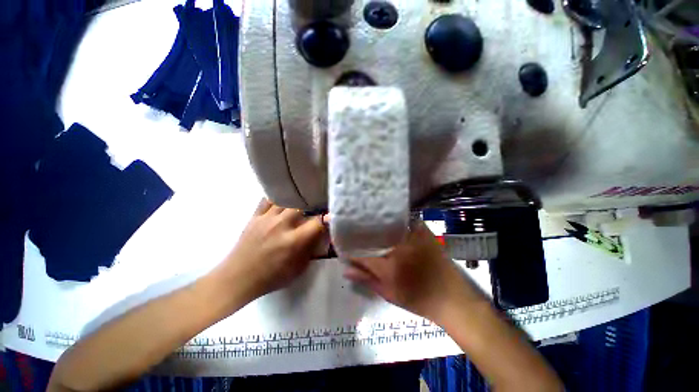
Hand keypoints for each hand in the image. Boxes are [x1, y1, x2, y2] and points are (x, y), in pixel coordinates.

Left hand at [221, 199, 327, 299]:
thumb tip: (320, 234)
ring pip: (285, 199)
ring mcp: (266, 219)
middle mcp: (281, 225)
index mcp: (294, 241)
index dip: (327, 218)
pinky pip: (267, 200)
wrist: (238, 279)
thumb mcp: (299, 269)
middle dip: (311, 206)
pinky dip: (277, 200)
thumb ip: (311, 249)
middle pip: (302, 205)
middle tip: (314, 208)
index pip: (317, 222)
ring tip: (299, 203)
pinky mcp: (254, 217)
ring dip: (295, 202)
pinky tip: (281, 203)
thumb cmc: (271, 277)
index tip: (331, 217)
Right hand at [344, 220, 483, 321]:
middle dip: (360, 231)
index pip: (361, 252)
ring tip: (364, 223)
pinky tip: (385, 223)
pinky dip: (391, 220)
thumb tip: (345, 270)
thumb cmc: (418, 298)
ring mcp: (412, 233)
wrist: (452, 298)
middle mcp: (398, 243)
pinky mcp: (422, 229)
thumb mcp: (389, 292)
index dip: (350, 247)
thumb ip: (366, 279)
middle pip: (372, 232)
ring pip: (386, 222)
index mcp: (389, 263)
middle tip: (351, 229)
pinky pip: (401, 219)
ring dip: (374, 223)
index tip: (342, 243)